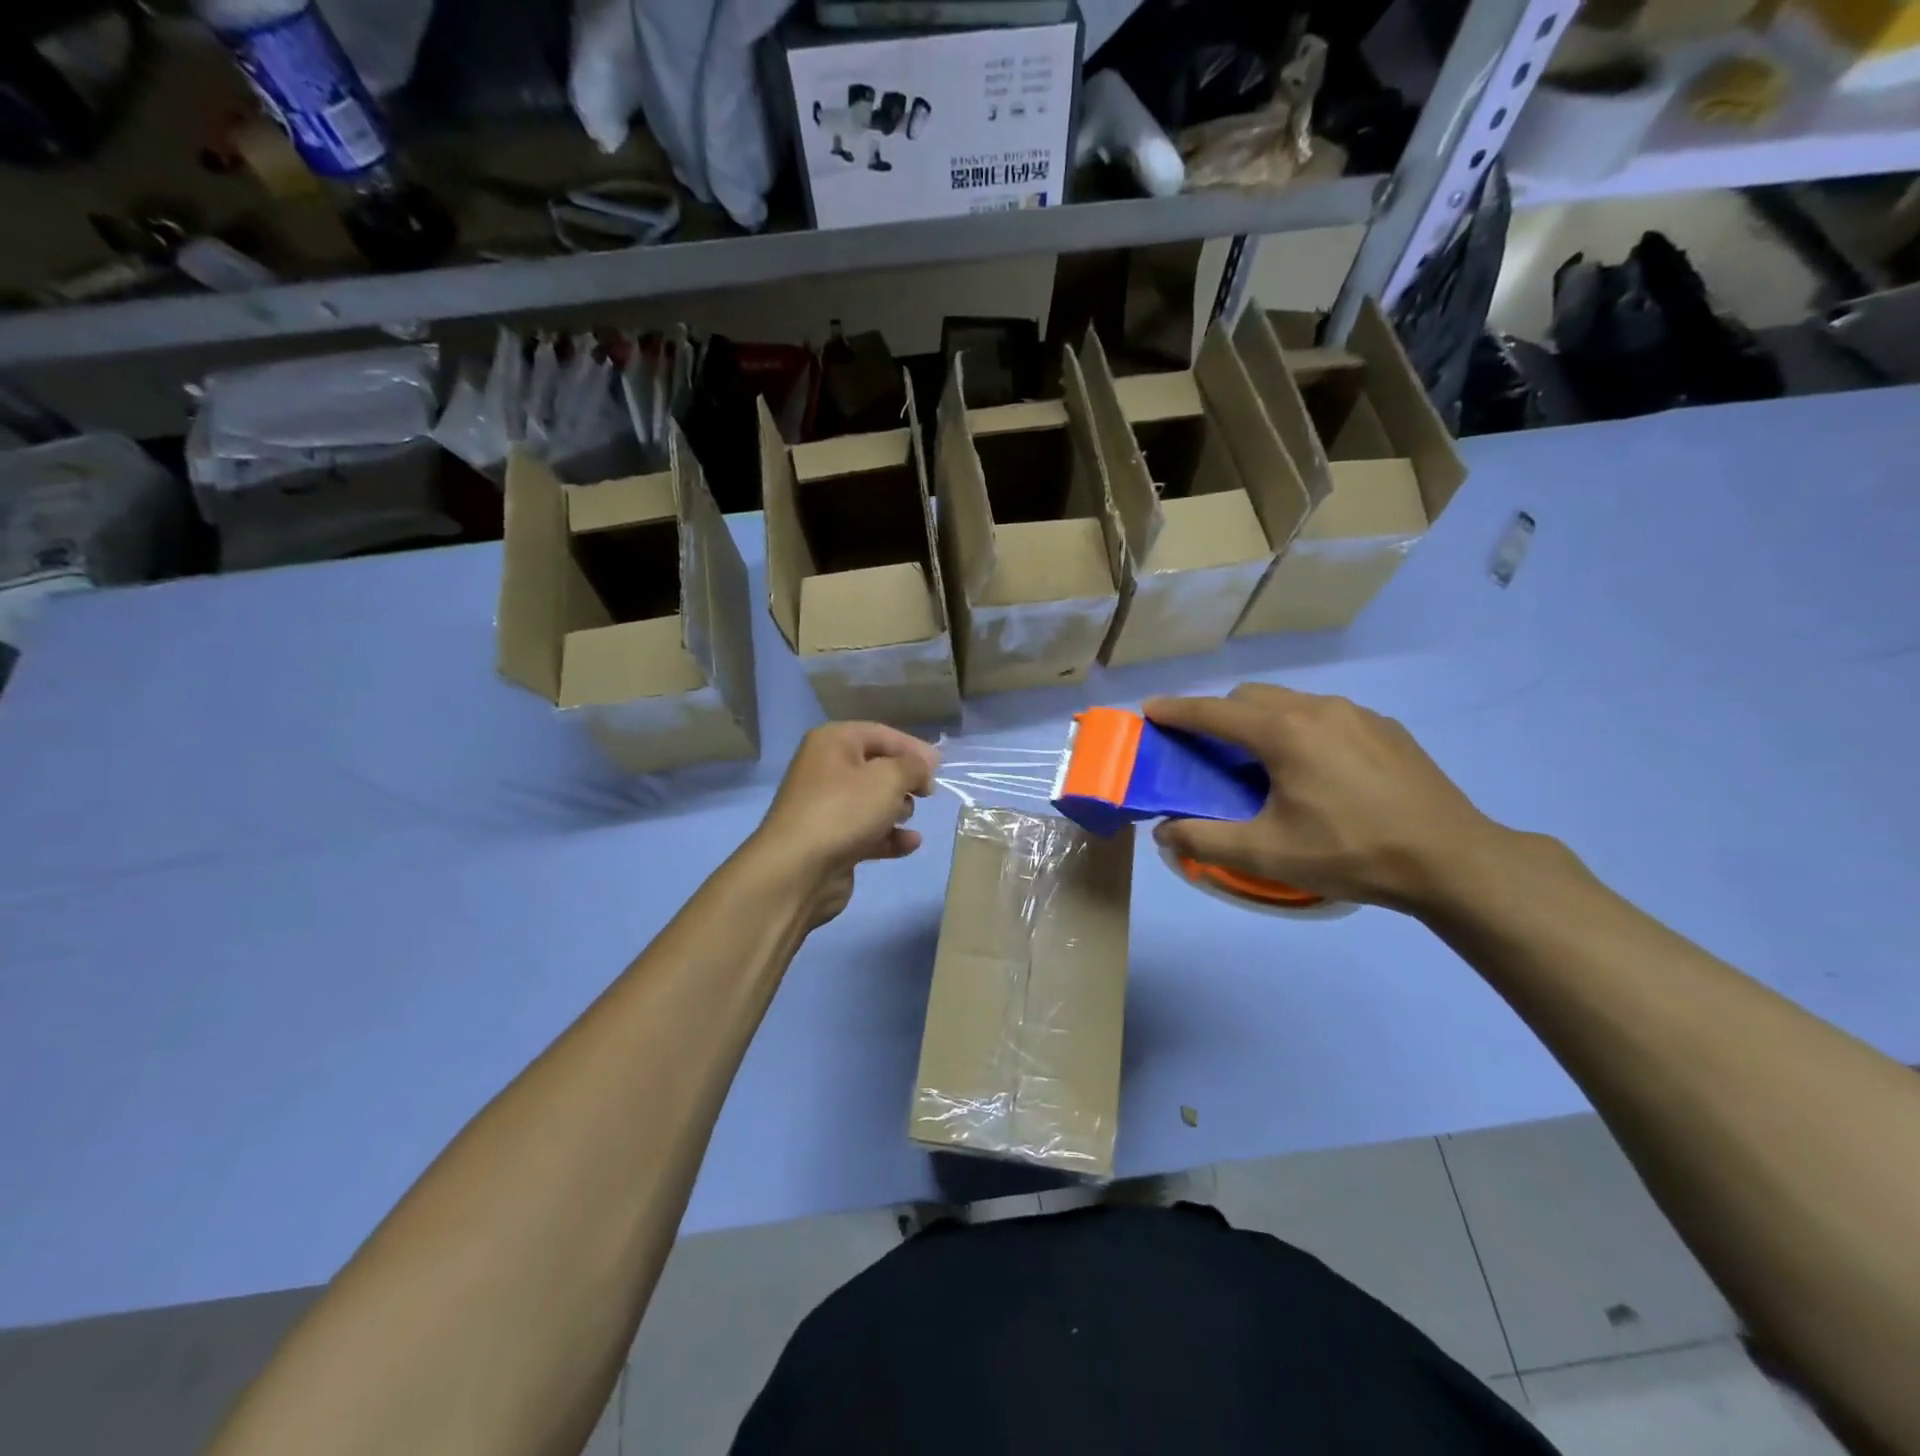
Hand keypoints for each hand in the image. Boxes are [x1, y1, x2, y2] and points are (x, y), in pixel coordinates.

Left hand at [748, 722, 939, 926]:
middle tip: (927, 794)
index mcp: (832, 742)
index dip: (913, 747)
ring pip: (872, 801)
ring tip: (907, 818)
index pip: (881, 734)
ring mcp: (826, 807)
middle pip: (877, 767)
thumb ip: (913, 767)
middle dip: (905, 780)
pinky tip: (910, 844)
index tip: (940, 767)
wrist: (798, 870)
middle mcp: (825, 769)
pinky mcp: (831, 840)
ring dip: (898, 809)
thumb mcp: (888, 778)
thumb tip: (923, 767)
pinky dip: (889, 836)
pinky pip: (868, 831)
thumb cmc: (844, 811)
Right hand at [1144, 684, 1506, 912]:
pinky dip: (1301, 729)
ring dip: (1262, 721)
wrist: (1452, 859)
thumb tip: (1164, 831)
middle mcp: (1317, 709)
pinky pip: (1326, 715)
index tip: (1149, 710)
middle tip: (1208, 750)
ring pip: (1290, 702)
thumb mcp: (1267, 855)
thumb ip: (1205, 840)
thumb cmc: (1350, 852)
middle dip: (1219, 714)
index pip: (1214, 711)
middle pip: (1251, 696)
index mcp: (1284, 732)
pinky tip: (1318, 771)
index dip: (1176, 710)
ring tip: (1264, 763)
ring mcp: (1357, 714)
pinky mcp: (1386, 727)